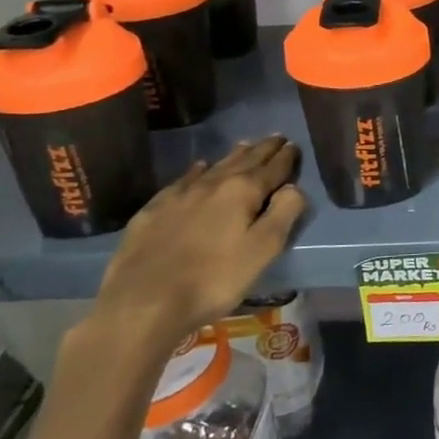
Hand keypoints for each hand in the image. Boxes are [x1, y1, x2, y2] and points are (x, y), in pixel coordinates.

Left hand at [90, 136, 306, 355]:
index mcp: (243, 191)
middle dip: (263, 149)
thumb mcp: (263, 250)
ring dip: (234, 155)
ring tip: (246, 145)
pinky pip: (183, 180)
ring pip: (214, 166)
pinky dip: (197, 170)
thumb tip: (294, 187)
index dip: (286, 157)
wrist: (143, 301)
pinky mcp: (154, 209)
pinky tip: (199, 168)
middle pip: (244, 160)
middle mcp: (212, 184)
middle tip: (276, 138)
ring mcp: (180, 194)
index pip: (272, 168)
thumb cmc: (214, 279)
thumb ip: (284, 213)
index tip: (294, 145)